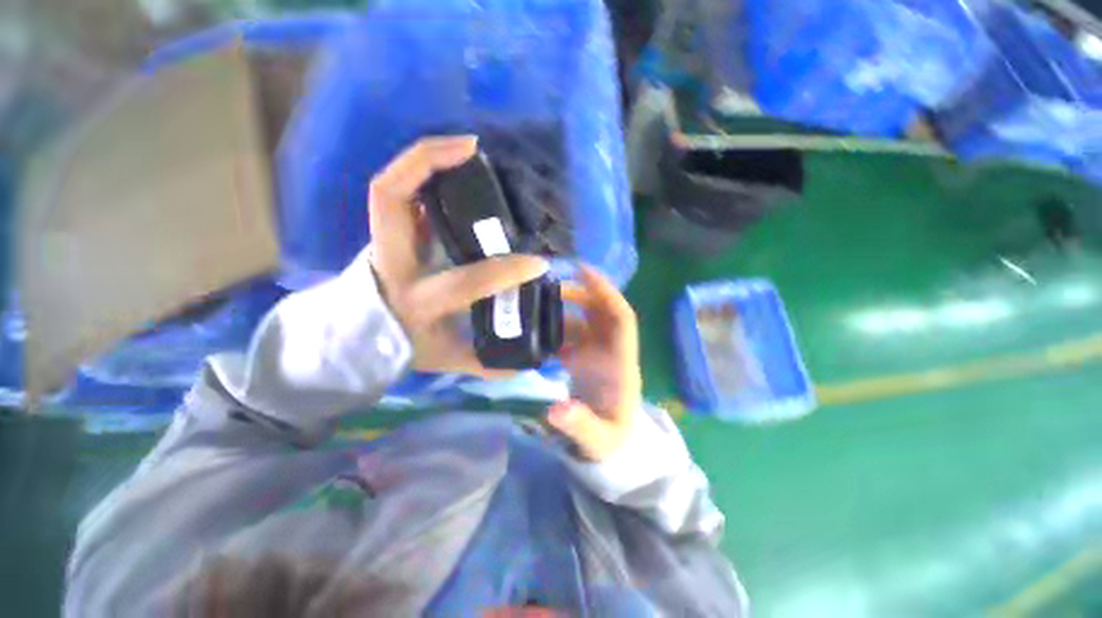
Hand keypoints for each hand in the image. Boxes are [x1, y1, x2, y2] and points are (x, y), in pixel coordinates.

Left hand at [368, 136, 547, 377]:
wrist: (353, 338)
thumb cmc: (401, 346)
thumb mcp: (443, 360)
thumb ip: (484, 363)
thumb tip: (527, 365)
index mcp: (417, 300)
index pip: (466, 280)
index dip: (506, 270)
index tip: (539, 263)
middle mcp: (394, 263)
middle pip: (390, 198)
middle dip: (428, 163)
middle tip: (473, 150)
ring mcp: (384, 242)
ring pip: (390, 186)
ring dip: (425, 158)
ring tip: (466, 147)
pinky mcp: (388, 234)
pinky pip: (400, 192)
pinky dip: (422, 173)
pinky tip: (452, 168)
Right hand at [548, 265, 641, 460]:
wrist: (611, 445)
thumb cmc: (610, 440)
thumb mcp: (597, 439)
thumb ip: (579, 425)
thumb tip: (556, 409)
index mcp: (622, 363)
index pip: (622, 318)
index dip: (606, 292)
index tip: (584, 270)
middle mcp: (613, 351)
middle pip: (603, 311)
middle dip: (581, 294)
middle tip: (549, 287)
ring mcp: (598, 353)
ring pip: (586, 319)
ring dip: (566, 309)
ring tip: (537, 305)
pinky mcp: (585, 358)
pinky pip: (573, 333)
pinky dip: (557, 328)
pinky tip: (537, 330)